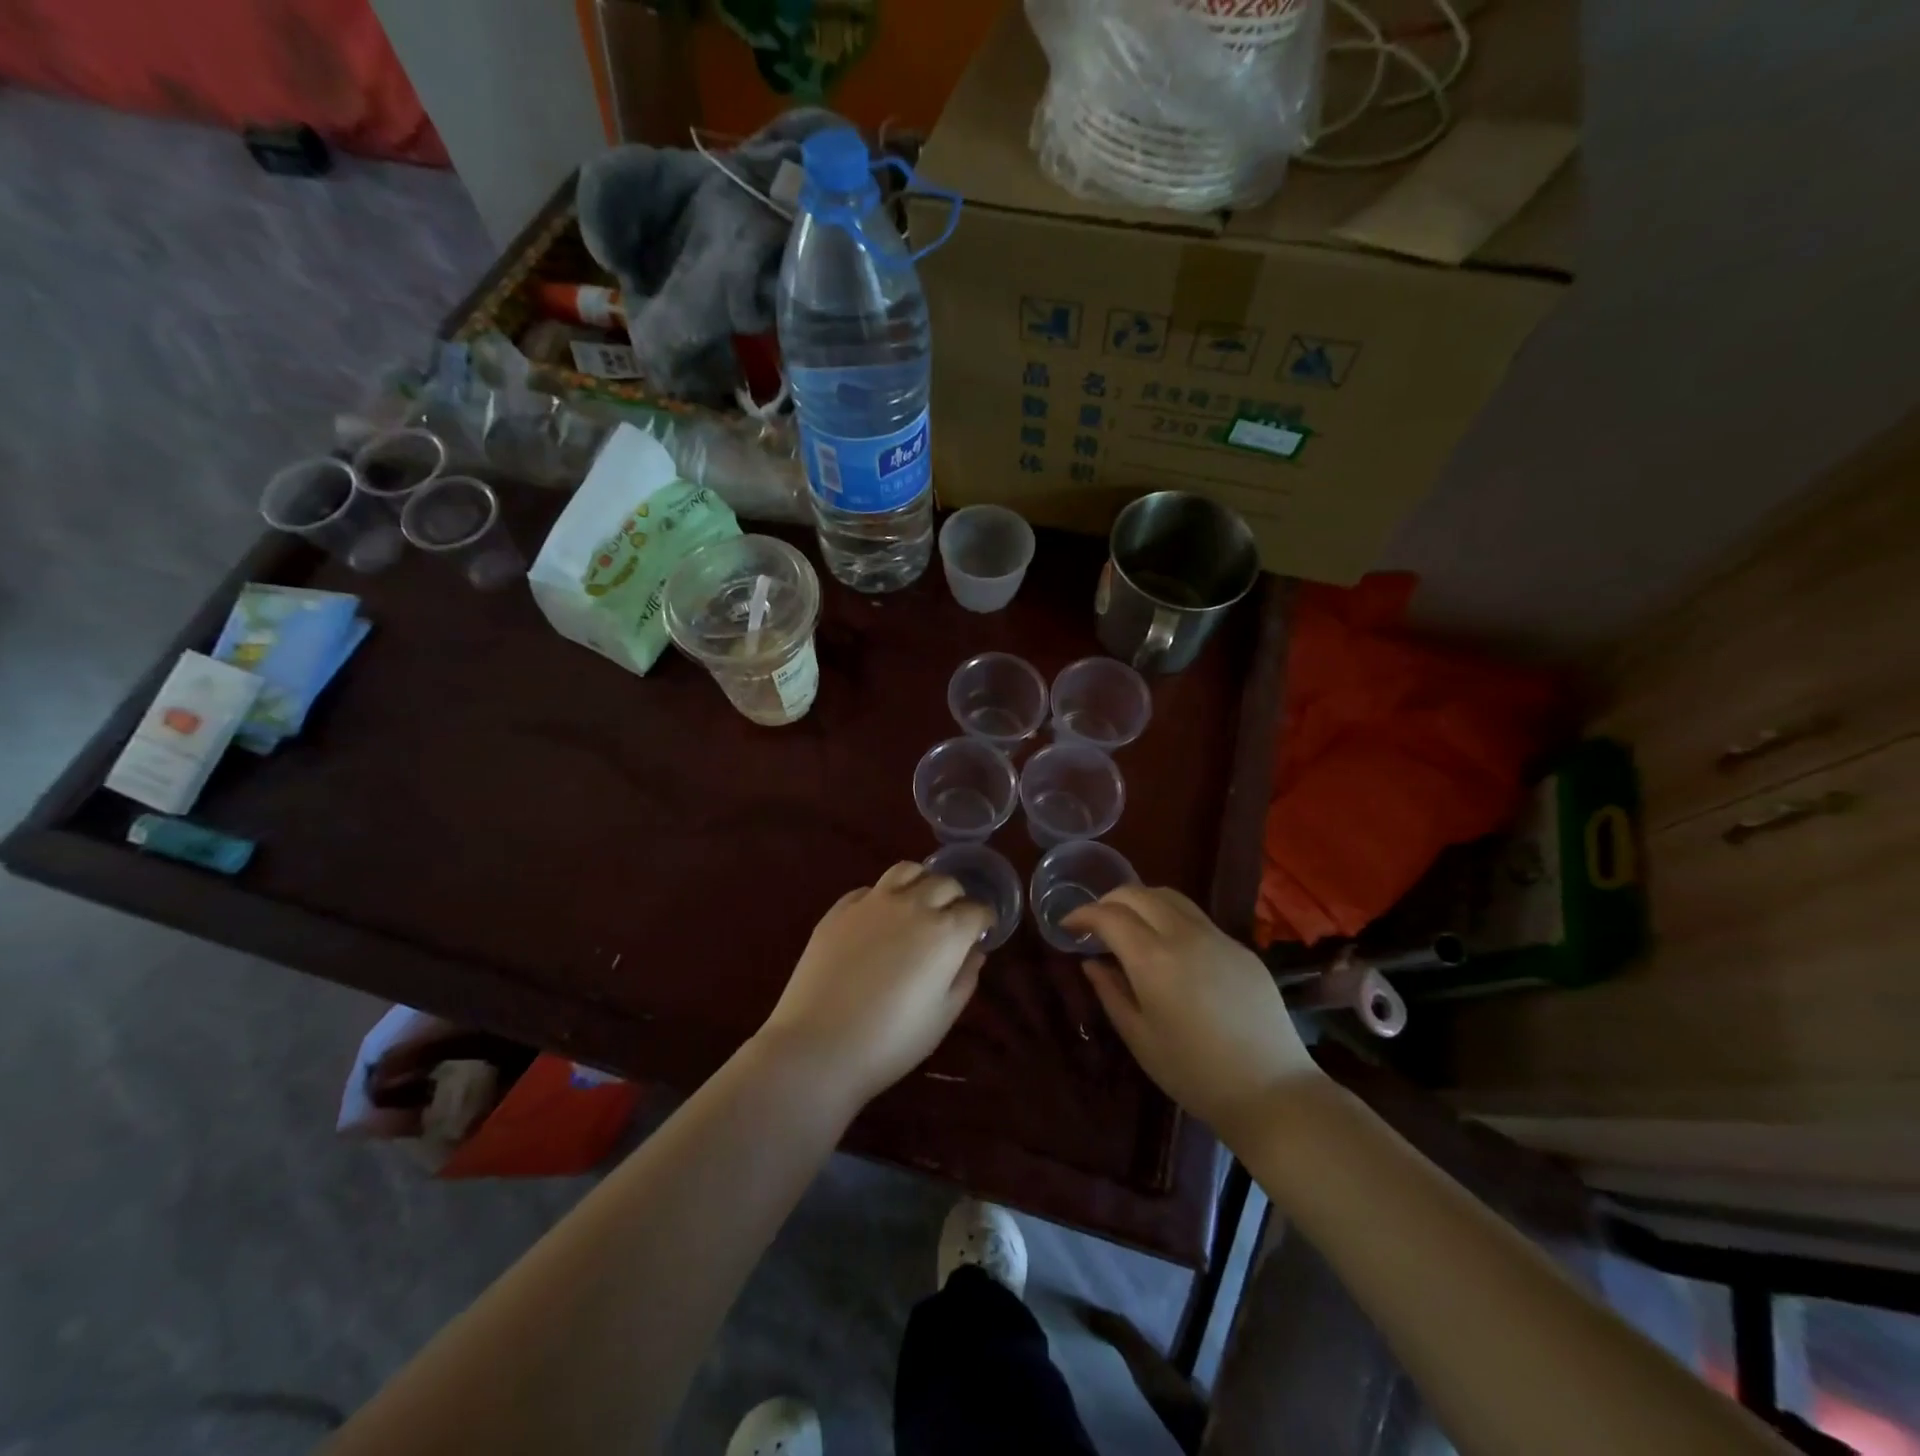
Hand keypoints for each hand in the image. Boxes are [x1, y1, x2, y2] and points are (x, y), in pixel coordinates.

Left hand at [755, 862, 992, 1111]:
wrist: (818, 1045)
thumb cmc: (890, 1041)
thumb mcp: (942, 1017)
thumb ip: (964, 978)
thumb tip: (973, 952)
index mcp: (945, 932)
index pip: (976, 909)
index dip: (984, 920)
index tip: (982, 931)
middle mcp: (912, 905)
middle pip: (945, 883)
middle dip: (956, 897)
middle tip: (953, 919)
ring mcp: (873, 902)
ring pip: (907, 870)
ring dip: (922, 882)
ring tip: (919, 902)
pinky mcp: (840, 909)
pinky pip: (870, 888)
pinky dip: (884, 896)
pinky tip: (880, 918)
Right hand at [1063, 886, 1320, 1146]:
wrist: (1271, 1091)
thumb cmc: (1193, 1073)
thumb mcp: (1139, 1037)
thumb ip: (1110, 992)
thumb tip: (1091, 962)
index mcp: (1153, 959)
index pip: (1109, 915)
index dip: (1082, 914)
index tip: (1067, 926)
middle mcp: (1184, 935)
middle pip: (1138, 893)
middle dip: (1109, 901)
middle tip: (1095, 924)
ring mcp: (1217, 937)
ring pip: (1170, 897)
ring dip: (1141, 902)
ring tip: (1129, 927)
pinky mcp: (1241, 948)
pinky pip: (1197, 919)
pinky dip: (1170, 919)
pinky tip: (1170, 950)